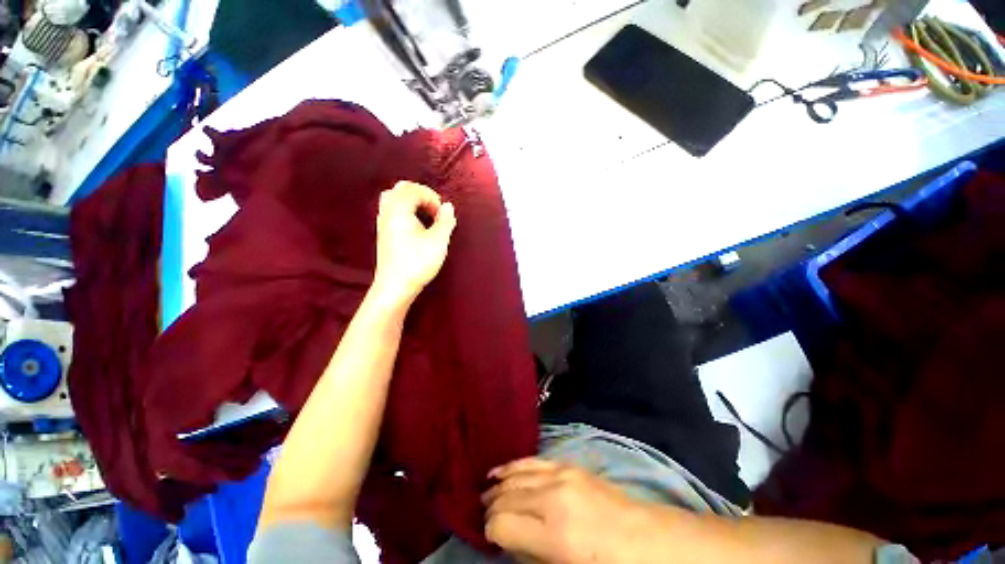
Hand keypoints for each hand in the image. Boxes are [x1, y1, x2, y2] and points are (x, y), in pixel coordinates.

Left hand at [372, 181, 456, 306]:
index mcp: (399, 209)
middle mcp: (387, 212)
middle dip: (421, 194)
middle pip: (401, 189)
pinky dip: (405, 211)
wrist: (396, 286)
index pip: (414, 190)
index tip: (443, 214)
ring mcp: (383, 223)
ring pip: (394, 199)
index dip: (432, 198)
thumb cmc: (417, 262)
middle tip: (435, 208)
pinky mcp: (384, 234)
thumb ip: (445, 221)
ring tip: (426, 215)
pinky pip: (392, 211)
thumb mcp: (438, 241)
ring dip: (412, 202)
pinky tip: (416, 225)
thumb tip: (448, 206)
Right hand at [483, 458, 655, 563]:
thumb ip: (530, 555)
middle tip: (483, 515)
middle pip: (506, 497)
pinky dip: (513, 466)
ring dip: (498, 485)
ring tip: (486, 491)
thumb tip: (507, 540)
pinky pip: (532, 461)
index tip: (491, 539)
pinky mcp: (567, 464)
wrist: (642, 538)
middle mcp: (553, 498)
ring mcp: (561, 475)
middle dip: (490, 508)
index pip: (501, 524)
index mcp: (553, 534)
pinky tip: (502, 471)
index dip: (491, 533)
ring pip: (516, 475)